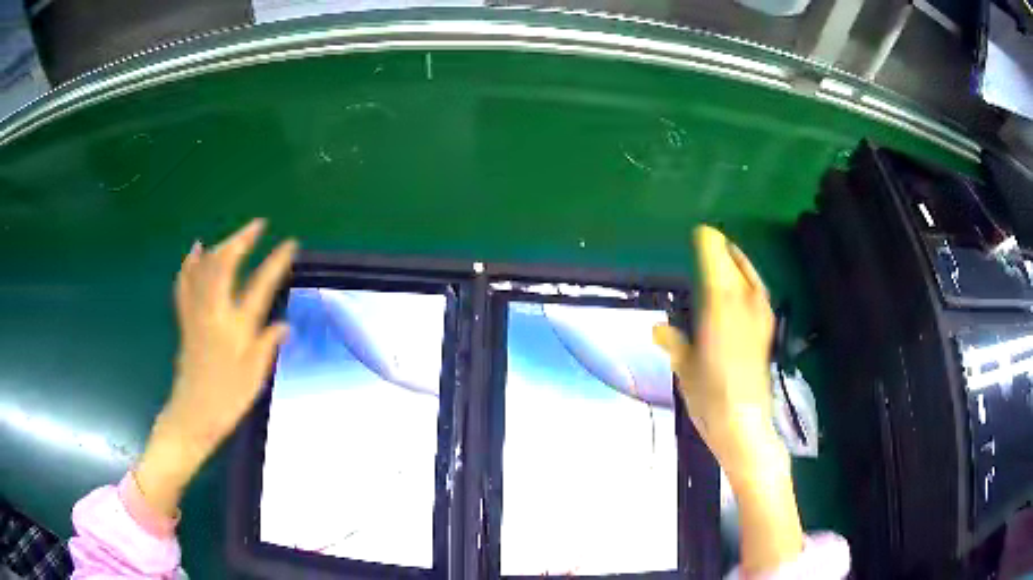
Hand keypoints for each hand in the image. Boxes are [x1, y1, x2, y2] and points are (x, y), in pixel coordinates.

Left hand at [136, 219, 297, 516]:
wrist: (192, 416)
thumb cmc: (226, 400)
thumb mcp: (255, 377)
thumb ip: (268, 345)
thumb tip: (285, 325)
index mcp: (235, 327)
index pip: (259, 286)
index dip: (275, 263)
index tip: (290, 244)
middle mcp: (214, 312)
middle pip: (224, 265)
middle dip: (241, 240)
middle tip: (257, 226)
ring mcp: (196, 314)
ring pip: (204, 268)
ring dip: (220, 246)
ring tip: (234, 236)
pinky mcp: (186, 321)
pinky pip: (185, 284)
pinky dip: (190, 264)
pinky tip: (194, 251)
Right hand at [654, 225, 802, 573]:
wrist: (745, 426)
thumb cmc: (710, 398)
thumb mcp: (685, 370)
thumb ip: (675, 343)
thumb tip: (658, 327)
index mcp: (720, 306)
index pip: (716, 261)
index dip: (708, 244)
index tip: (701, 232)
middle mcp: (744, 305)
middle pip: (736, 265)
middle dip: (724, 250)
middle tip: (710, 241)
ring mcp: (760, 318)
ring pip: (752, 278)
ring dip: (740, 264)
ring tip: (728, 258)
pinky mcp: (767, 333)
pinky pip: (759, 295)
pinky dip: (750, 284)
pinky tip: (745, 290)